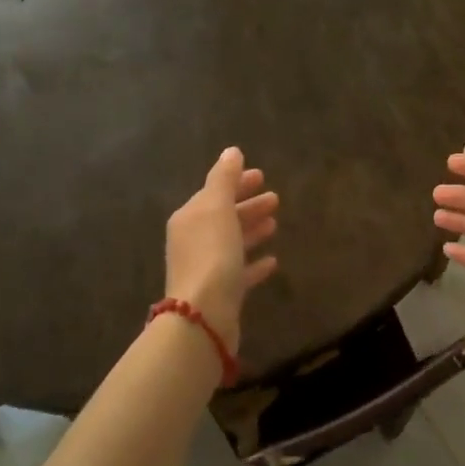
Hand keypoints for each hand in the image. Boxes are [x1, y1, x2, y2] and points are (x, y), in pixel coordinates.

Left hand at [165, 147, 278, 351]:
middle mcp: (193, 241)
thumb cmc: (211, 253)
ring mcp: (206, 268)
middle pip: (223, 217)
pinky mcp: (221, 293)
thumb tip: (231, 151)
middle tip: (275, 198)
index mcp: (189, 218)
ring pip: (232, 242)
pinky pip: (240, 272)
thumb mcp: (217, 209)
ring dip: (252, 230)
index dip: (236, 182)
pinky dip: (254, 263)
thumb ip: (224, 179)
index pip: (213, 193)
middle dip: (247, 205)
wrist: (203, 314)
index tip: (261, 175)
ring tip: (275, 223)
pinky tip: (273, 260)